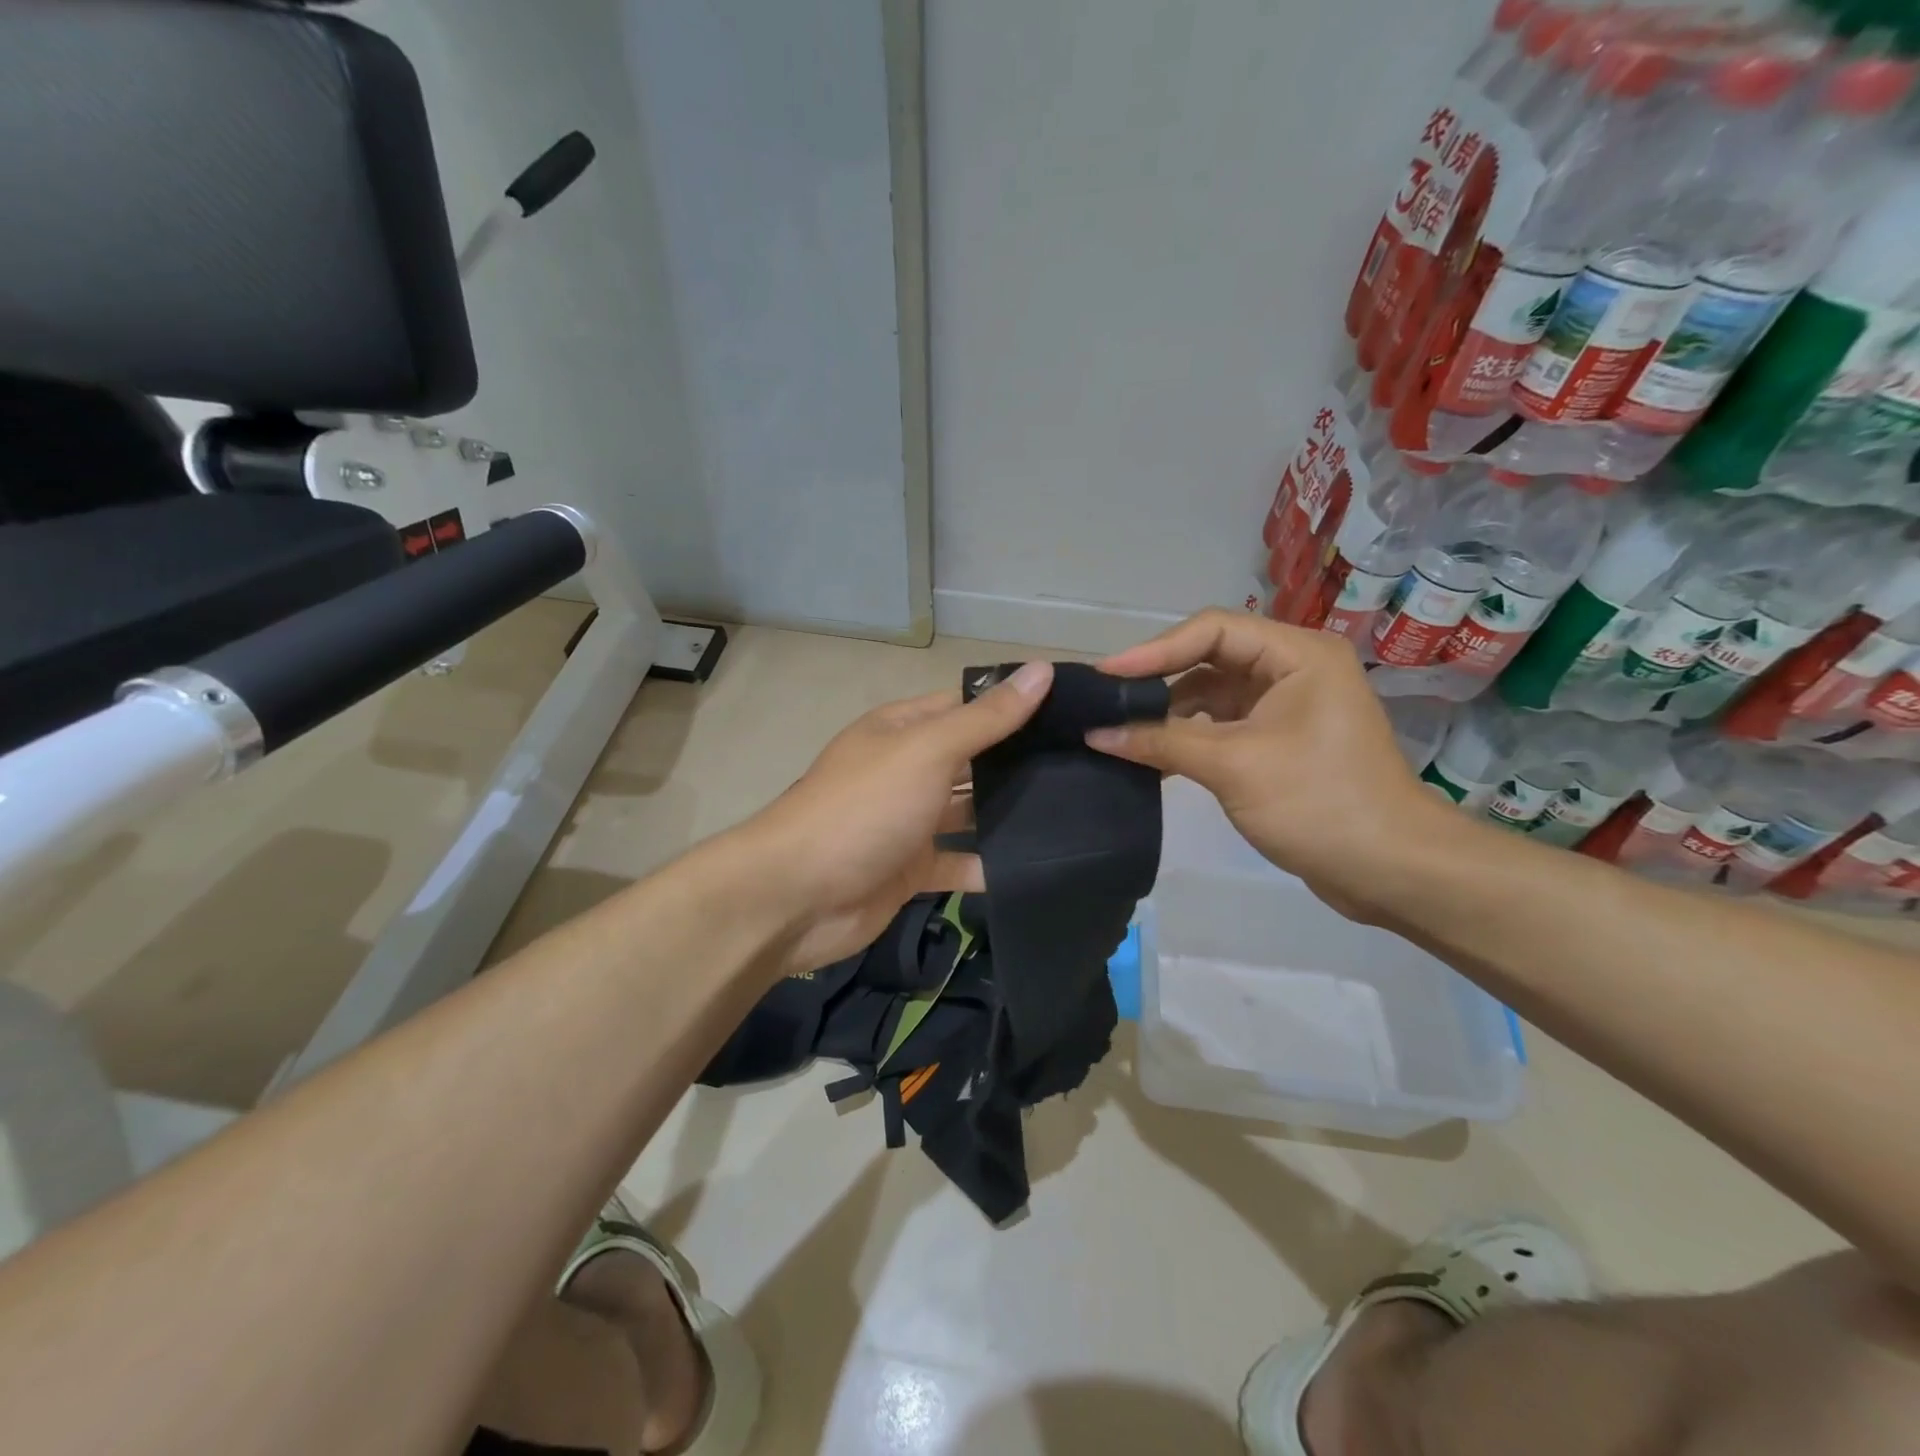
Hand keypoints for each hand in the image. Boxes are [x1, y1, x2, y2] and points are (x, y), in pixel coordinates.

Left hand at [744, 662, 1053, 974]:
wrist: (797, 896)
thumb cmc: (864, 808)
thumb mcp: (927, 751)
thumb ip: (986, 718)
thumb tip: (1041, 669)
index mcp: (902, 730)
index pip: (966, 706)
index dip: (1012, 705)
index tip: (1073, 711)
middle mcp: (906, 770)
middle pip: (971, 760)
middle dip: (1018, 763)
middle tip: (1088, 765)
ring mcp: (908, 822)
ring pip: (968, 813)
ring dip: (1008, 815)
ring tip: (1077, 812)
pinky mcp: (912, 870)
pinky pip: (959, 863)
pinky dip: (990, 865)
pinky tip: (1039, 864)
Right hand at [1086, 611, 1447, 914]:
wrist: (1391, 870)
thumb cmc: (1318, 803)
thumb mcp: (1233, 766)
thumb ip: (1161, 742)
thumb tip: (1095, 733)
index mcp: (1297, 655)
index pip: (1212, 630)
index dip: (1154, 650)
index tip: (1105, 675)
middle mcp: (1292, 669)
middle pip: (1209, 658)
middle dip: (1157, 680)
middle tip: (1104, 700)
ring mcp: (1286, 707)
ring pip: (1211, 695)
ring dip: (1168, 714)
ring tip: (1116, 730)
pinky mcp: (1278, 742)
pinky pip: (1221, 727)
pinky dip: (1186, 739)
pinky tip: (1149, 757)